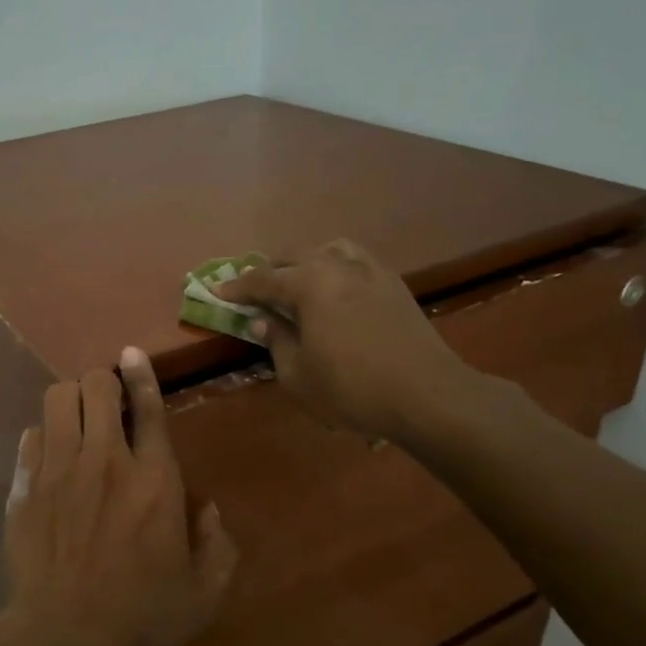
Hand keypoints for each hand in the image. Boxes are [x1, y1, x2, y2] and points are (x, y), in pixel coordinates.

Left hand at [0, 348, 235, 645]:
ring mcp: (59, 469)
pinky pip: (30, 436)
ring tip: (77, 419)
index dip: (142, 373)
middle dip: (103, 382)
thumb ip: (217, 545)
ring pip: (57, 399)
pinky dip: (42, 436)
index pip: (149, 407)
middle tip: (106, 401)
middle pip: (96, 386)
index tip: (131, 353)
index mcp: (154, 478)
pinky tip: (49, 454)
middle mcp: (105, 460)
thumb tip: (207, 510)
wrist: (67, 638)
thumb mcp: (204, 591)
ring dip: (71, 399)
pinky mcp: (25, 487)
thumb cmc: (143, 617)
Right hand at [215, 239, 478, 442]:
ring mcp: (371, 272)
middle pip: (295, 256)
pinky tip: (337, 291)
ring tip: (298, 283)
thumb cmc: (352, 388)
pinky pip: (357, 262)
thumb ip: (276, 340)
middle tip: (255, 291)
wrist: (428, 395)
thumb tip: (261, 320)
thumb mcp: (298, 374)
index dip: (237, 288)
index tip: (217, 292)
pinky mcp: (395, 285)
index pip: (262, 280)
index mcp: (309, 284)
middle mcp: (338, 266)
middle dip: (270, 271)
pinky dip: (337, 269)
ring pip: (330, 250)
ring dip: (307, 262)